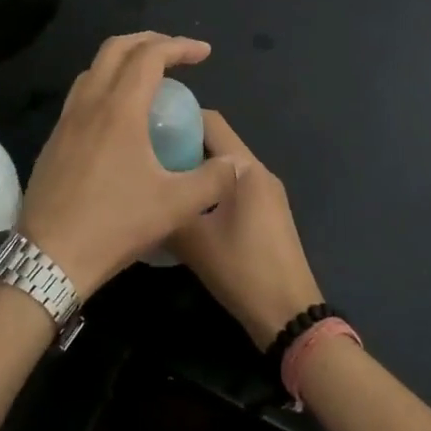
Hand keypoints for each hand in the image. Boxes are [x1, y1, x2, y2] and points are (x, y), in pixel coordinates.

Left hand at [20, 33, 238, 297]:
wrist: (49, 256)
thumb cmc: (115, 225)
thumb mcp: (175, 206)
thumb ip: (212, 180)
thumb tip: (235, 163)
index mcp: (119, 109)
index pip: (150, 57)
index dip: (179, 47)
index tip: (204, 54)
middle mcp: (89, 103)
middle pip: (116, 48)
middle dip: (149, 41)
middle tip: (176, 53)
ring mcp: (66, 120)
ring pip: (94, 68)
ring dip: (123, 60)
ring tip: (148, 78)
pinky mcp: (54, 139)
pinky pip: (81, 93)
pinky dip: (105, 84)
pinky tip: (118, 114)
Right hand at [167, 111, 324, 347]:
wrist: (289, 315)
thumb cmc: (241, 269)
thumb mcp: (192, 240)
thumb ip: (166, 210)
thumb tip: (141, 198)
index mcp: (245, 168)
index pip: (211, 122)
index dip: (179, 115)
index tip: (147, 123)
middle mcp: (260, 171)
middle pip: (218, 142)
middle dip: (182, 142)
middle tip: (146, 154)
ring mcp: (268, 193)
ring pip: (225, 166)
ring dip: (195, 167)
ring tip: (160, 179)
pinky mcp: (269, 213)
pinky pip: (233, 185)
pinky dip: (210, 186)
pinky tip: (186, 205)